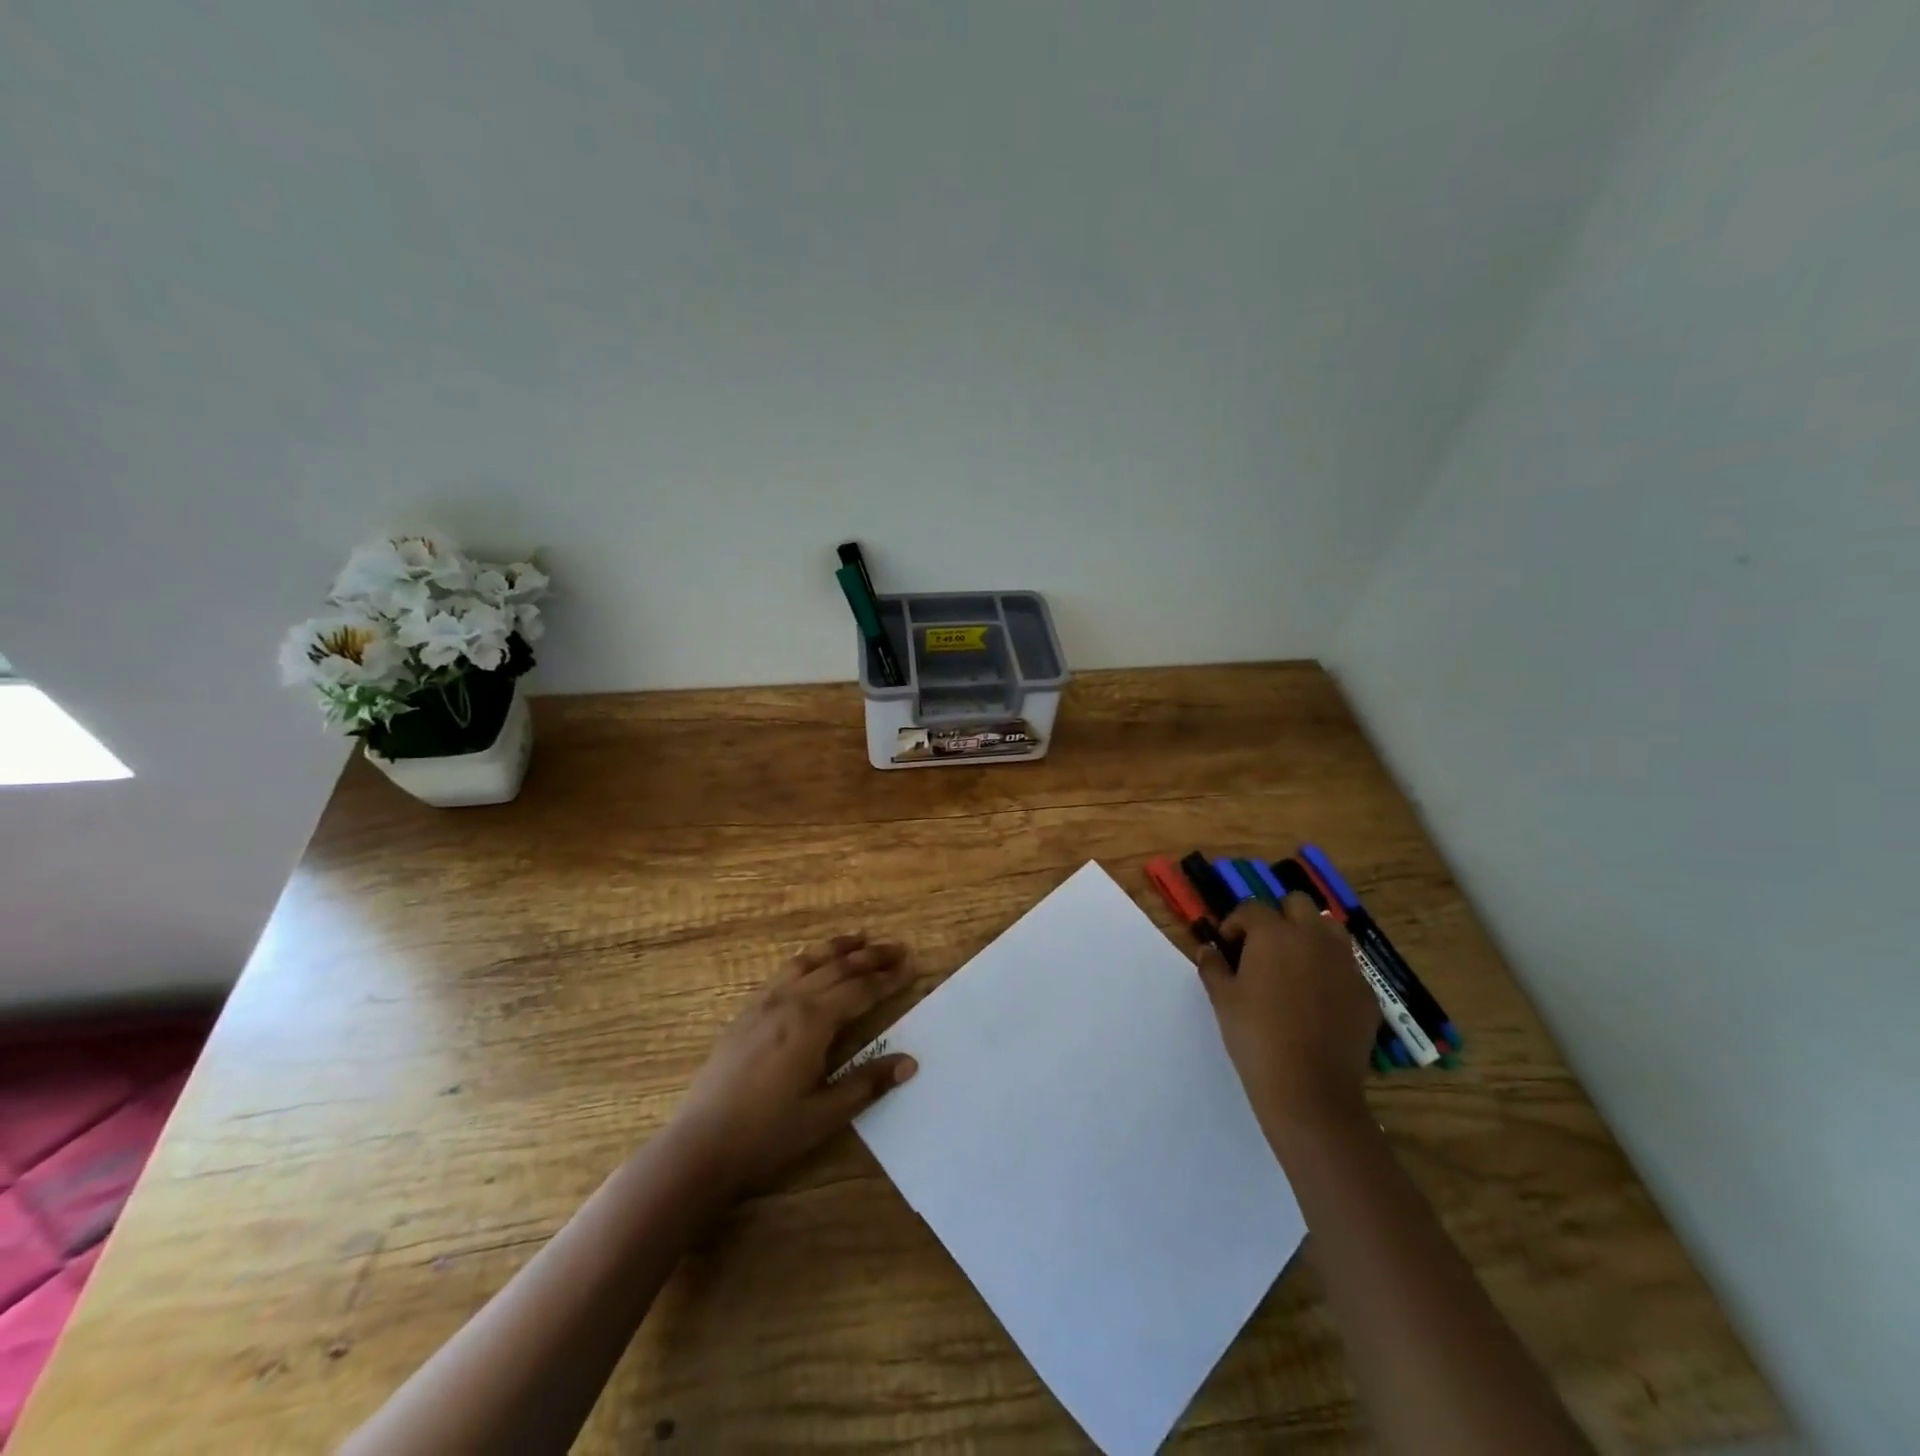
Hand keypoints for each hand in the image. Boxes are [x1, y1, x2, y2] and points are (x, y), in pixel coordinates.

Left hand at [670, 932, 917, 1192]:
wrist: (700, 1145)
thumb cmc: (767, 1134)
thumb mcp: (825, 1114)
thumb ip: (868, 1083)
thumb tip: (910, 1063)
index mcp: (812, 1022)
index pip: (860, 990)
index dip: (888, 978)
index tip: (911, 966)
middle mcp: (790, 1001)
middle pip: (838, 968)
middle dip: (871, 956)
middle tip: (898, 948)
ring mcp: (764, 1003)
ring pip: (808, 962)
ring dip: (837, 948)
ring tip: (860, 938)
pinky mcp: (746, 1012)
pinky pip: (783, 972)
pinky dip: (806, 959)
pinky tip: (811, 962)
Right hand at [1197, 896, 1379, 1138]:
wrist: (1309, 1088)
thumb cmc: (1256, 1036)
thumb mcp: (1222, 999)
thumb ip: (1213, 967)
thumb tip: (1208, 950)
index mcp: (1274, 933)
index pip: (1251, 908)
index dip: (1235, 923)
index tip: (1227, 945)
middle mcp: (1314, 937)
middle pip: (1298, 904)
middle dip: (1278, 917)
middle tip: (1263, 946)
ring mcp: (1346, 963)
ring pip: (1329, 928)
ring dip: (1310, 935)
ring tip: (1295, 965)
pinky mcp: (1366, 992)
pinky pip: (1347, 966)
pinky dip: (1330, 970)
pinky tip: (1317, 999)